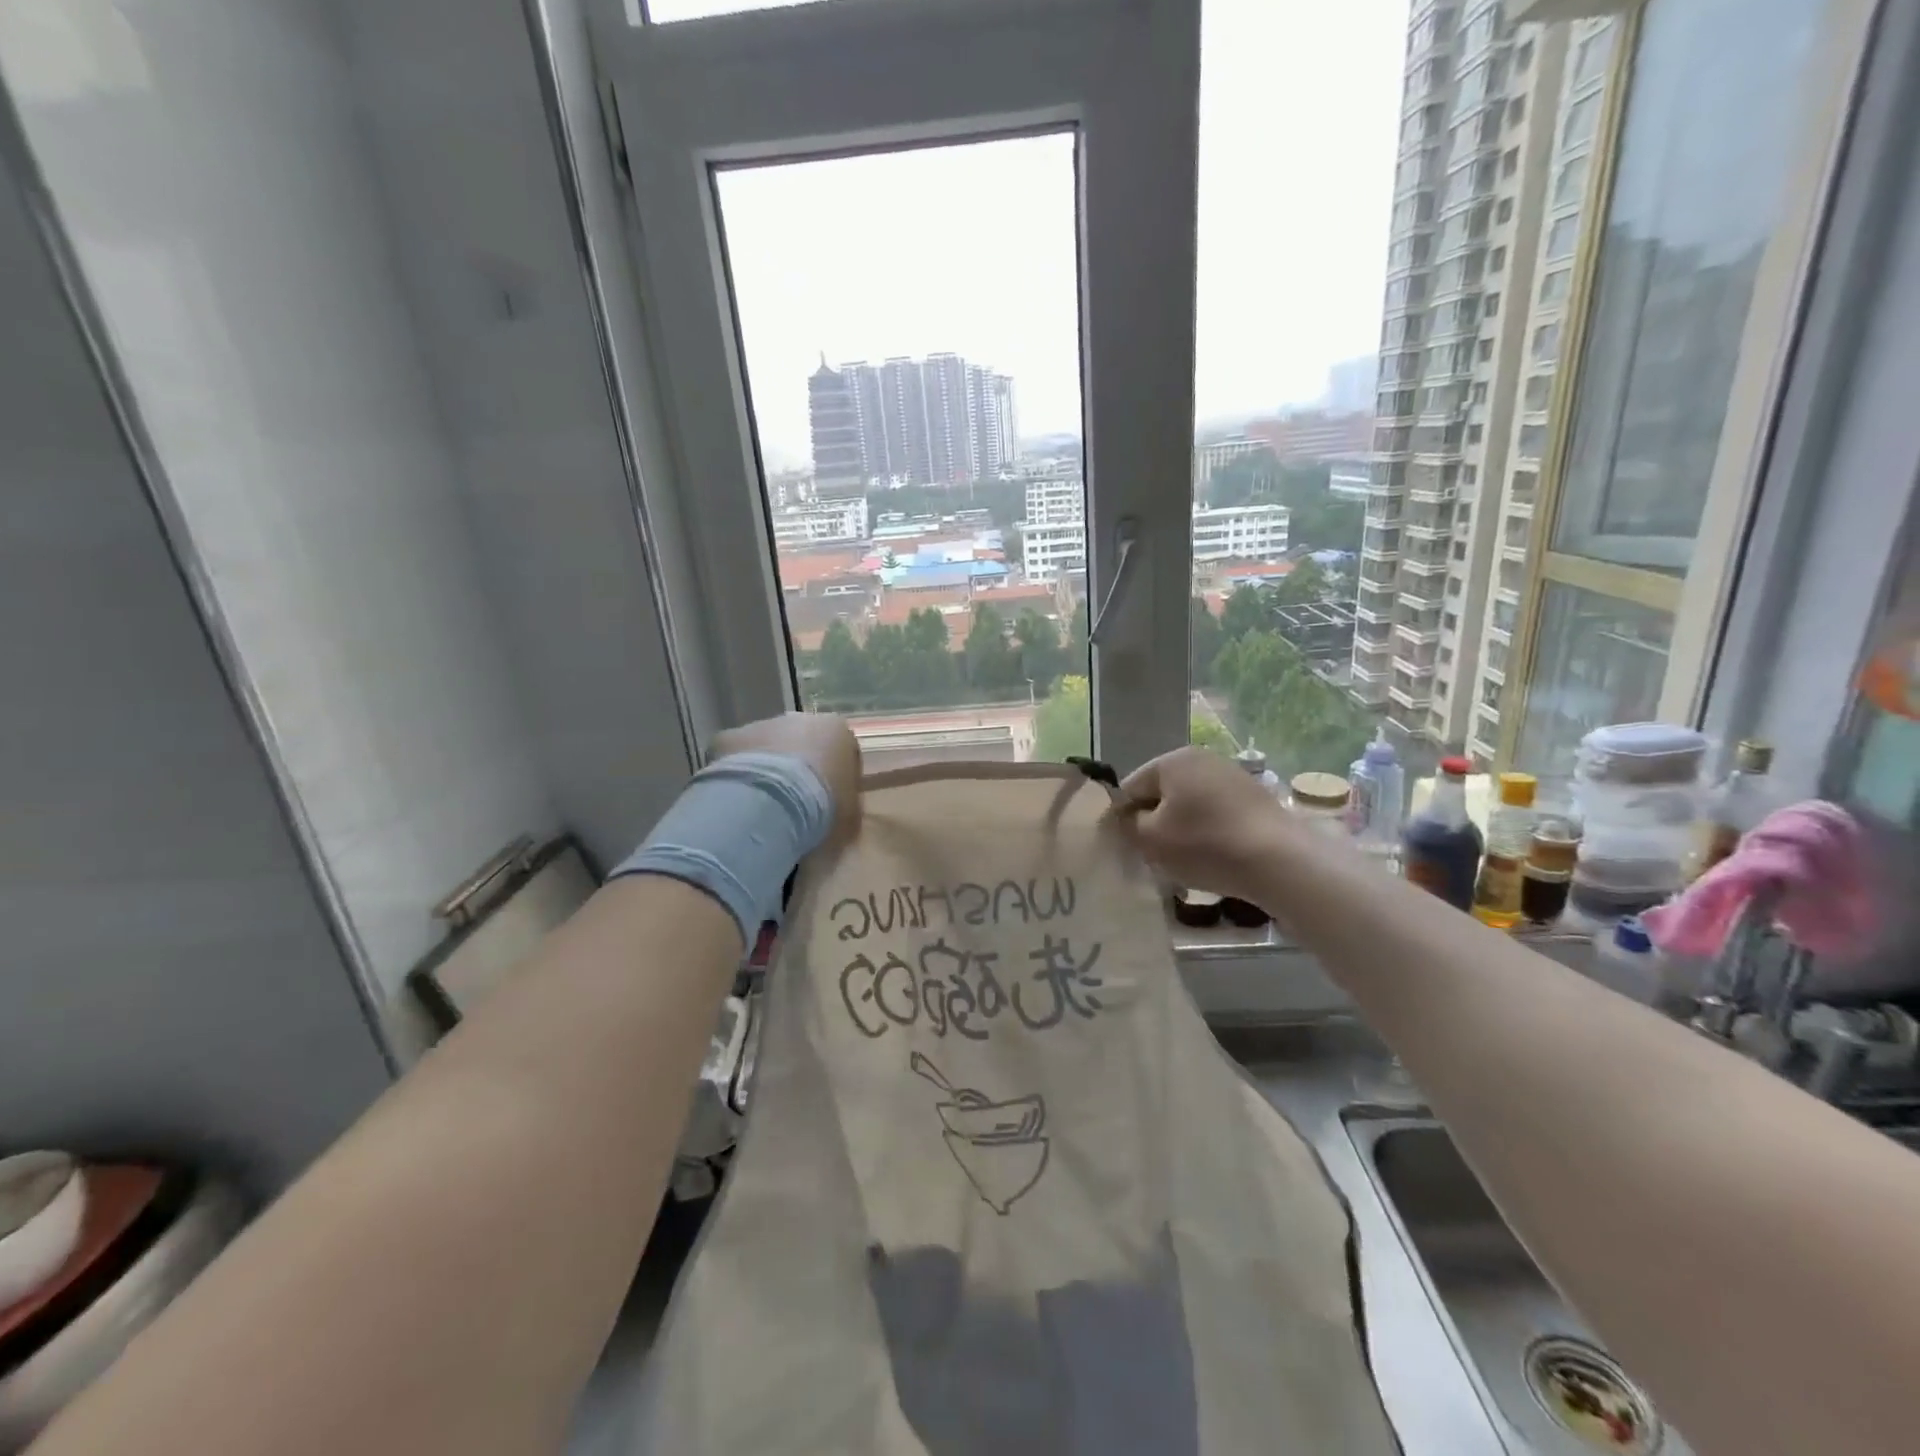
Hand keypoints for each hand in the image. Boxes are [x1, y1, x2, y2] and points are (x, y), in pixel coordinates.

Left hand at [711, 712, 861, 843]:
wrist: (773, 804)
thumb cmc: (824, 807)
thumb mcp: (849, 817)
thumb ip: (847, 808)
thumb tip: (839, 814)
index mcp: (837, 730)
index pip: (842, 752)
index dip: (836, 780)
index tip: (829, 805)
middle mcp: (800, 718)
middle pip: (802, 744)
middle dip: (799, 770)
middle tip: (794, 807)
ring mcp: (761, 725)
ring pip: (766, 748)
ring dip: (766, 771)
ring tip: (762, 808)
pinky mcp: (728, 737)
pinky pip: (734, 758)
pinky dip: (735, 776)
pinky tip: (735, 803)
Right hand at [1119, 747, 1294, 903]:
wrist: (1279, 861)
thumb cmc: (1205, 845)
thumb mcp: (1150, 839)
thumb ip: (1127, 824)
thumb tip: (1127, 817)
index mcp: (1173, 760)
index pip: (1131, 787)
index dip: (1123, 818)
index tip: (1127, 846)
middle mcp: (1202, 758)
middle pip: (1162, 793)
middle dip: (1154, 822)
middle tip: (1154, 855)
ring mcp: (1232, 776)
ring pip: (1190, 804)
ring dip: (1181, 829)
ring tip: (1185, 860)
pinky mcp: (1255, 797)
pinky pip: (1216, 813)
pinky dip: (1208, 832)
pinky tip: (1213, 857)